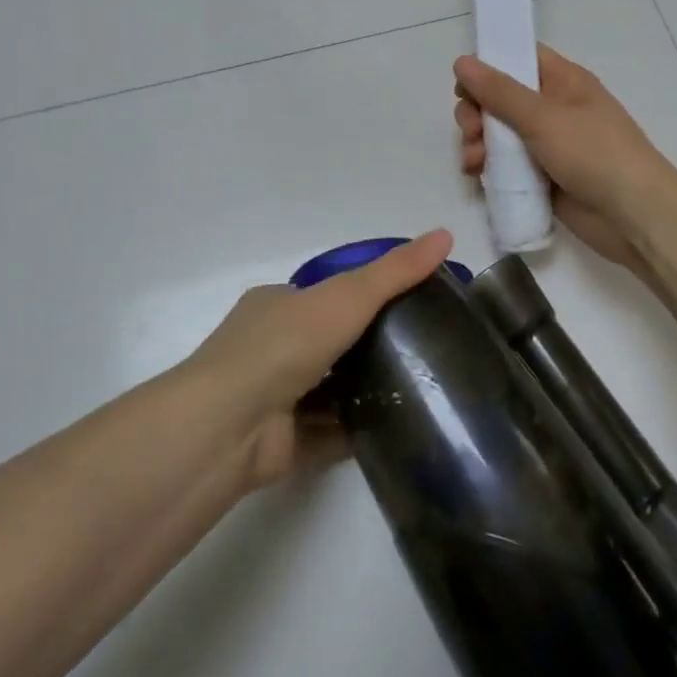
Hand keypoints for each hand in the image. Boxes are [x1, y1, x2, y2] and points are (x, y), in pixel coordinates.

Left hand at [187, 230, 452, 487]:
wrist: (230, 426)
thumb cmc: (284, 345)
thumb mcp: (347, 296)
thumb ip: (395, 272)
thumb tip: (446, 234)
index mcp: (277, 304)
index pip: (327, 293)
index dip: (366, 294)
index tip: (412, 301)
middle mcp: (271, 347)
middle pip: (331, 341)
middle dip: (371, 344)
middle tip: (426, 347)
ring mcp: (275, 396)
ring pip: (331, 388)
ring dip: (366, 389)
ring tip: (423, 387)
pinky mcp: (284, 442)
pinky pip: (330, 431)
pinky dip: (358, 428)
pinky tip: (399, 427)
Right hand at [454, 47, 676, 273]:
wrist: (633, 215)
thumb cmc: (593, 153)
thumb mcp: (542, 116)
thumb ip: (499, 91)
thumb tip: (462, 62)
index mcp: (563, 81)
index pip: (520, 58)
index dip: (489, 66)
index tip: (463, 85)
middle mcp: (553, 108)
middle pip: (501, 98)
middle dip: (477, 112)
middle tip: (471, 131)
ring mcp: (547, 144)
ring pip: (499, 133)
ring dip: (478, 142)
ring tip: (473, 162)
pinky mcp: (542, 176)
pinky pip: (506, 163)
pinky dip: (489, 166)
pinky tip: (477, 176)